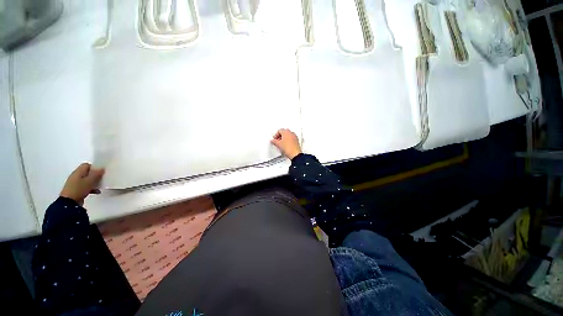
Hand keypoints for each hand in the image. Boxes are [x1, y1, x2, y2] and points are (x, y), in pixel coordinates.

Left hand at [60, 163, 104, 205]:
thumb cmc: (79, 189)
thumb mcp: (89, 181)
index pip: (86, 165)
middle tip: (101, 179)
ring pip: (86, 180)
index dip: (94, 167)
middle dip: (94, 175)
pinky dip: (91, 188)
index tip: (100, 172)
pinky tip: (96, 192)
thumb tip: (101, 168)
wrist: (69, 202)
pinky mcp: (76, 190)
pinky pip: (85, 186)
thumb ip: (96, 174)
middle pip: (87, 172)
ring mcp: (75, 183)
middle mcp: (75, 176)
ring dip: (93, 182)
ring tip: (99, 186)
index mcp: (78, 172)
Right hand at [271, 129, 301, 159]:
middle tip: (277, 141)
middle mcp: (291, 133)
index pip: (279, 131)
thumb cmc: (288, 148)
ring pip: (288, 135)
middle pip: (284, 132)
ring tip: (281, 143)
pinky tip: (286, 145)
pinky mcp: (296, 140)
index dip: (275, 135)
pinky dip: (288, 140)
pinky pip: (291, 138)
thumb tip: (273, 141)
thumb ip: (274, 141)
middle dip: (280, 136)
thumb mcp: (278, 144)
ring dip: (284, 138)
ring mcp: (294, 136)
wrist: (295, 153)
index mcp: (286, 132)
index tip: (274, 139)